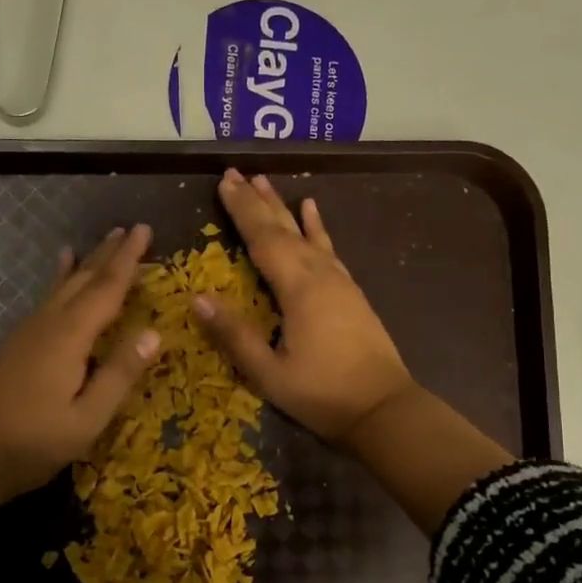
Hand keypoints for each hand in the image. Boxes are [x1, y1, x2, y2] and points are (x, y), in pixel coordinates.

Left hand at [0, 224, 163, 502]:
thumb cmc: (32, 442)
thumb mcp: (86, 420)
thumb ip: (119, 375)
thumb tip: (155, 332)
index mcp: (69, 338)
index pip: (106, 288)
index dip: (128, 259)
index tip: (144, 229)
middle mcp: (48, 324)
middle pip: (83, 279)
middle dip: (108, 254)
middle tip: (130, 228)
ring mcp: (28, 332)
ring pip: (63, 286)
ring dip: (87, 263)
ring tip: (103, 242)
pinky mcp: (17, 344)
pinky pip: (47, 299)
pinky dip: (60, 280)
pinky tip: (59, 275)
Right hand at [192, 169, 415, 443]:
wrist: (384, 409)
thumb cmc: (322, 394)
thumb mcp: (269, 373)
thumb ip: (234, 334)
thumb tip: (197, 298)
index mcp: (297, 290)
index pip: (262, 239)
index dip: (241, 210)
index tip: (224, 182)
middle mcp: (319, 274)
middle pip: (283, 228)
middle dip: (257, 200)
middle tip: (235, 173)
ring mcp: (339, 280)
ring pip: (305, 233)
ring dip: (283, 207)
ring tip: (265, 181)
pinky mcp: (350, 291)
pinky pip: (328, 248)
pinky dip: (317, 227)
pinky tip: (312, 209)